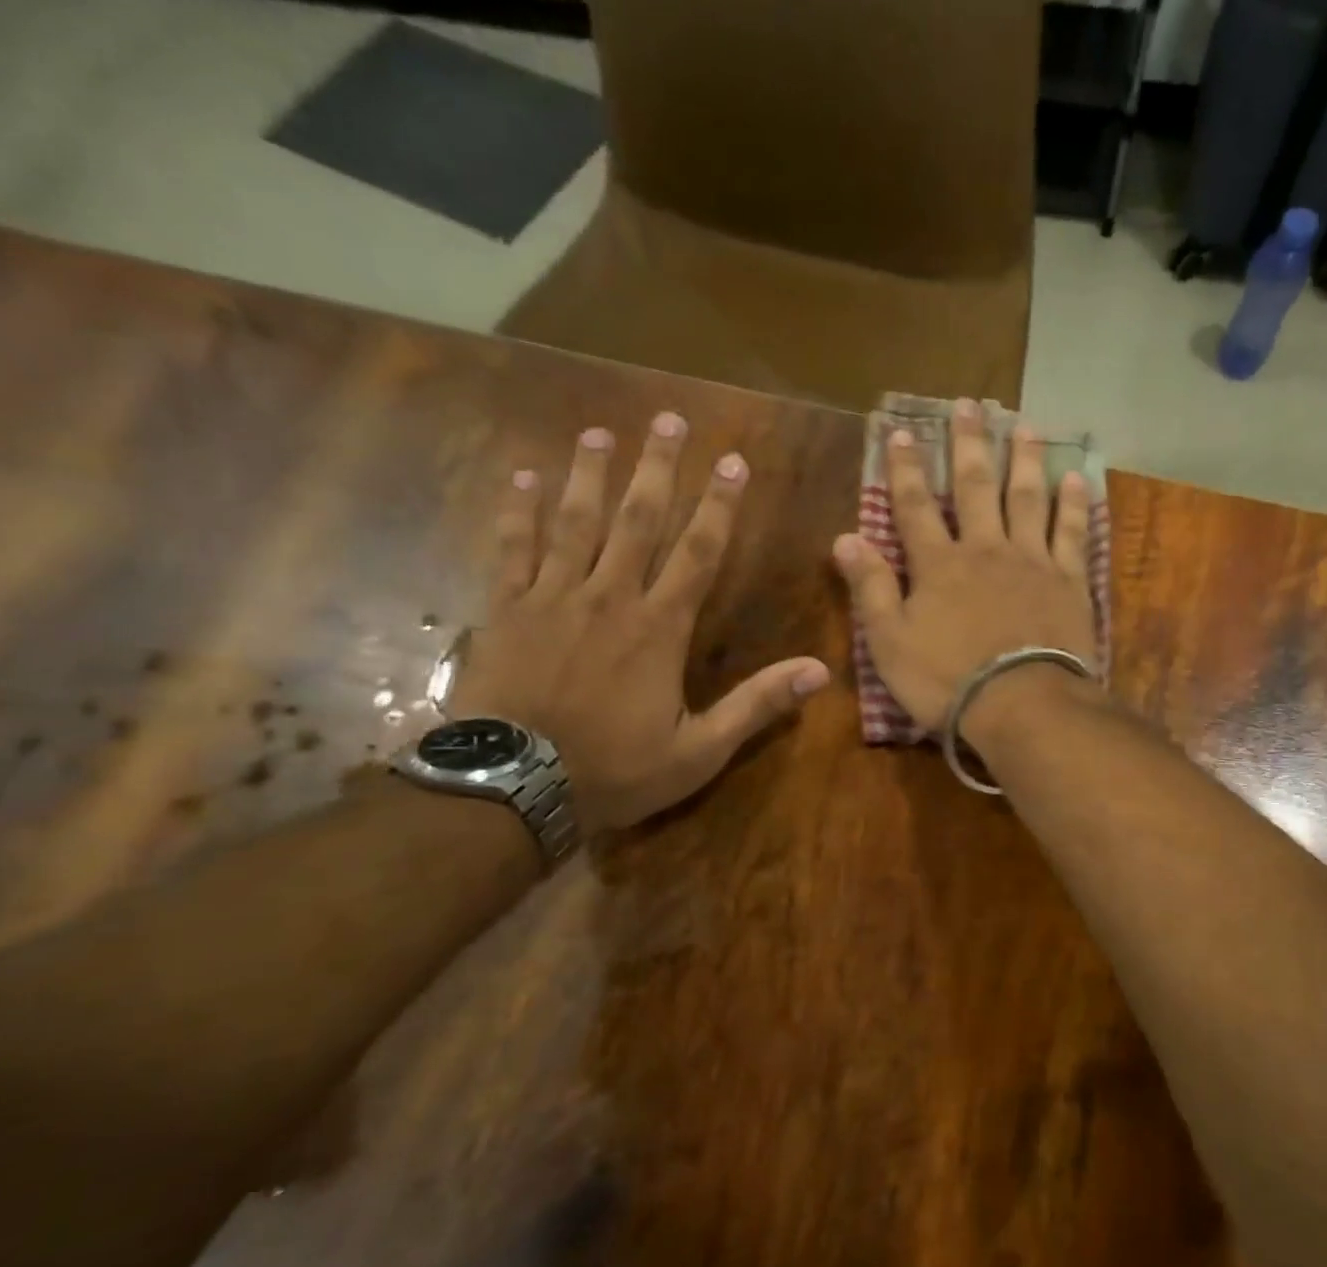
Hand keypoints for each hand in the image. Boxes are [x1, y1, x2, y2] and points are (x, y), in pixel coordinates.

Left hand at [452, 417, 829, 830]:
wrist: (513, 788)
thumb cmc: (615, 770)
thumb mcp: (701, 750)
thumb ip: (757, 704)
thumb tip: (820, 670)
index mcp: (658, 628)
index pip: (697, 552)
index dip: (718, 505)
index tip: (732, 461)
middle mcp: (609, 597)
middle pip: (637, 519)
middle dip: (657, 467)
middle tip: (668, 418)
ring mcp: (552, 598)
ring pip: (574, 521)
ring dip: (589, 473)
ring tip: (600, 431)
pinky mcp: (507, 610)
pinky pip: (513, 548)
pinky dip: (518, 510)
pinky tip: (522, 475)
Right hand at [831, 399, 1098, 733]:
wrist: (1022, 705)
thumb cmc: (948, 681)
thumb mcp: (890, 643)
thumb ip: (870, 589)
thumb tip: (845, 538)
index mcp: (939, 565)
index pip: (915, 506)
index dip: (906, 468)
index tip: (900, 431)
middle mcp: (986, 549)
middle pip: (976, 487)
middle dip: (969, 445)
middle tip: (969, 405)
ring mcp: (1032, 562)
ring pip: (1027, 498)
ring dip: (1024, 460)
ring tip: (1024, 426)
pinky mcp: (1069, 582)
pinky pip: (1073, 533)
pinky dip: (1074, 505)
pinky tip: (1076, 479)